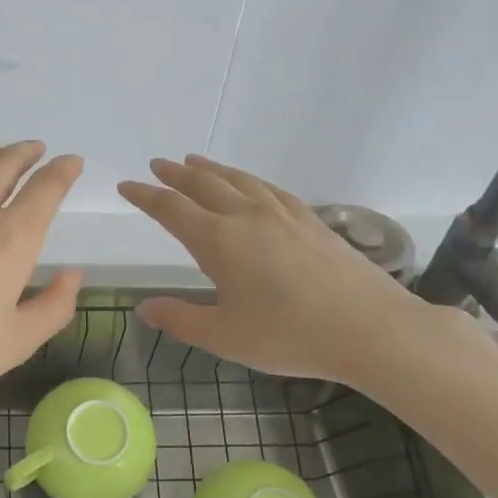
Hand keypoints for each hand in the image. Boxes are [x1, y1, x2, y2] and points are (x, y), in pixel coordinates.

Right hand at [118, 155, 440, 391]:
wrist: (370, 328)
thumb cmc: (289, 335)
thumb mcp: (225, 336)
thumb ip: (181, 319)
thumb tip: (145, 309)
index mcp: (219, 240)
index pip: (171, 209)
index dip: (145, 196)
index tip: (127, 186)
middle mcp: (247, 216)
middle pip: (203, 185)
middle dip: (175, 174)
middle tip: (158, 164)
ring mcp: (283, 214)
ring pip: (239, 180)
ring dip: (212, 170)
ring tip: (195, 162)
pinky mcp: (311, 221)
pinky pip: (270, 189)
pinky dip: (249, 180)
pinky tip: (251, 184)